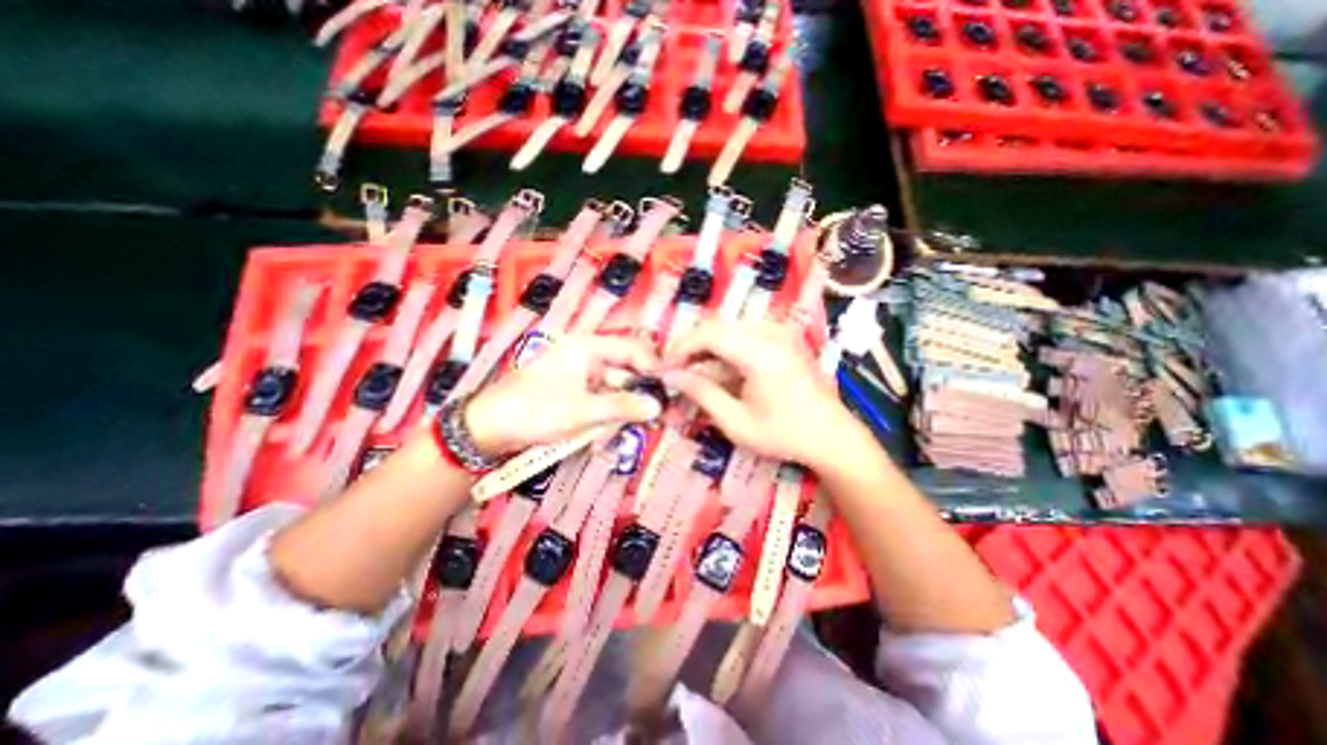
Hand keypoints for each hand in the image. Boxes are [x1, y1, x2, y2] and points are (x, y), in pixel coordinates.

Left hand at [463, 333, 661, 454]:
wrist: (490, 428)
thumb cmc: (535, 410)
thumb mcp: (582, 410)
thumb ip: (622, 406)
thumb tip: (657, 406)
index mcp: (587, 347)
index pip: (631, 348)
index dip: (652, 366)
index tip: (669, 389)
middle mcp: (587, 356)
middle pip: (625, 370)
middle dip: (638, 394)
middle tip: (656, 416)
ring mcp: (580, 374)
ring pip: (615, 388)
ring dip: (622, 408)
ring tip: (631, 428)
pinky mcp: (575, 391)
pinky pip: (601, 399)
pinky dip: (607, 414)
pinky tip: (607, 432)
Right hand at [669, 319, 867, 470]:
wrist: (831, 436)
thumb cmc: (785, 435)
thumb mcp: (737, 422)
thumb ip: (702, 393)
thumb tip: (671, 376)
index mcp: (762, 353)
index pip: (710, 333)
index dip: (681, 346)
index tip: (664, 366)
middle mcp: (772, 333)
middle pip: (718, 326)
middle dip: (691, 346)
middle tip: (675, 370)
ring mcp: (781, 332)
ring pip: (729, 327)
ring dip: (706, 346)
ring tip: (691, 370)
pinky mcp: (783, 337)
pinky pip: (743, 333)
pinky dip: (724, 347)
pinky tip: (717, 368)